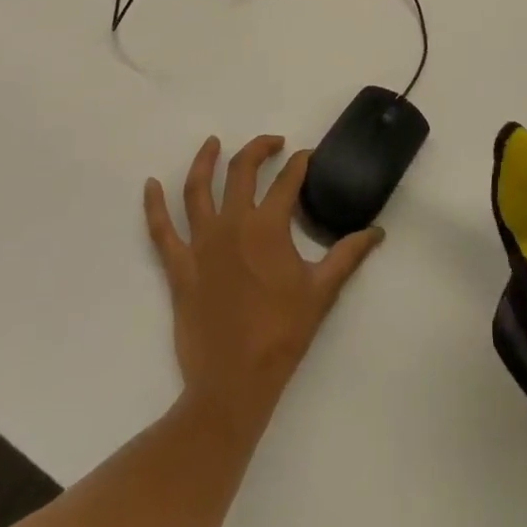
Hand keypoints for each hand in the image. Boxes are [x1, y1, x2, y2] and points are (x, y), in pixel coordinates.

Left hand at [145, 135, 382, 428]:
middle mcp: (232, 223)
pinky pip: (160, 230)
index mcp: (268, 226)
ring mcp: (201, 244)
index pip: (287, 180)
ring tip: (213, 143)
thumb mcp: (322, 292)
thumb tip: (377, 232)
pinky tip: (150, 185)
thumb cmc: (281, 334)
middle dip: (259, 149)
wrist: (233, 384)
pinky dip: (153, 206)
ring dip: (205, 161)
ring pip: (197, 189)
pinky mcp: (178, 267)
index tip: (307, 156)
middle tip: (273, 143)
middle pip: (241, 170)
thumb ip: (348, 255)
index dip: (300, 163)